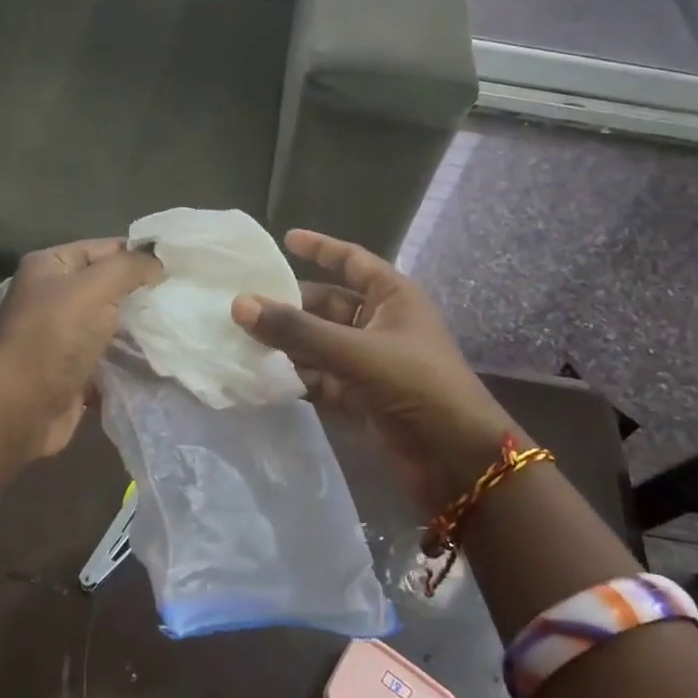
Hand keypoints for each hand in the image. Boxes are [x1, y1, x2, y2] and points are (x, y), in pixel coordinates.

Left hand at [0, 238, 161, 456]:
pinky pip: (108, 355)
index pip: (104, 247)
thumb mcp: (96, 287)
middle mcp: (52, 296)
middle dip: (142, 291)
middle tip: (182, 294)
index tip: (179, 264)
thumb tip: (158, 262)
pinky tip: (159, 355)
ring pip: (110, 322)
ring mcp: (61, 335)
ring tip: (176, 323)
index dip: (140, 254)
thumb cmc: (56, 336)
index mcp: (49, 266)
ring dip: (138, 326)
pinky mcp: (72, 369)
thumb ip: (130, 267)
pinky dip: (129, 357)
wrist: (23, 406)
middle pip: (107, 285)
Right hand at [231, 229, 516, 511]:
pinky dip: (297, 377)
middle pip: (328, 306)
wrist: (457, 458)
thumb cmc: (416, 385)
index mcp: (393, 297)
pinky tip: (262, 377)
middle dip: (290, 306)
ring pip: (321, 344)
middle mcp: (382, 324)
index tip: (284, 239)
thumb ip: (297, 330)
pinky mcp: (363, 398)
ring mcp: (372, 363)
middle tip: (243, 304)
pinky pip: (322, 379)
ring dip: (288, 344)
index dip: (321, 248)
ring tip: (241, 340)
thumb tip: (240, 304)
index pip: (352, 261)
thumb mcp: (354, 351)